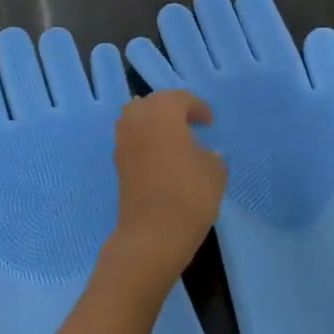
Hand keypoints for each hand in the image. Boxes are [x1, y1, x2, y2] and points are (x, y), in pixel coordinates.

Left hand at [105, 91, 225, 293]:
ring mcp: (123, 141)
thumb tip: (204, 153)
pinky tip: (163, 158)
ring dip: (155, 124)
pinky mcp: (118, 163)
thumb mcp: (215, 170)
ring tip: (176, 140)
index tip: (210, 122)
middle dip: (172, 110)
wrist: (152, 234)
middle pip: (154, 104)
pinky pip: (133, 140)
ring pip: (138, 120)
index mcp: (162, 111)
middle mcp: (137, 119)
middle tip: (191, 124)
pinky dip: (147, 142)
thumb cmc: (189, 194)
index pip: (181, 99)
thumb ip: (211, 155)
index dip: (198, 108)